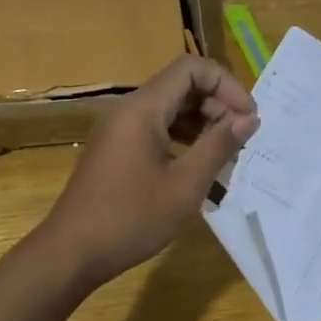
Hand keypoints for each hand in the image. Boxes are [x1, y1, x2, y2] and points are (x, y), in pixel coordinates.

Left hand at [38, 55, 258, 286]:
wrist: (72, 253)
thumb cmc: (131, 218)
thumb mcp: (185, 185)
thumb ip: (219, 146)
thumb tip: (249, 118)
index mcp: (142, 109)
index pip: (191, 68)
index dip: (226, 84)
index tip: (248, 116)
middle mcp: (128, 110)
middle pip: (181, 85)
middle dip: (217, 103)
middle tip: (241, 137)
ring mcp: (119, 129)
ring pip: (169, 107)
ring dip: (202, 121)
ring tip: (225, 151)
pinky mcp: (116, 148)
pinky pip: (156, 127)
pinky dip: (182, 137)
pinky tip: (198, 164)